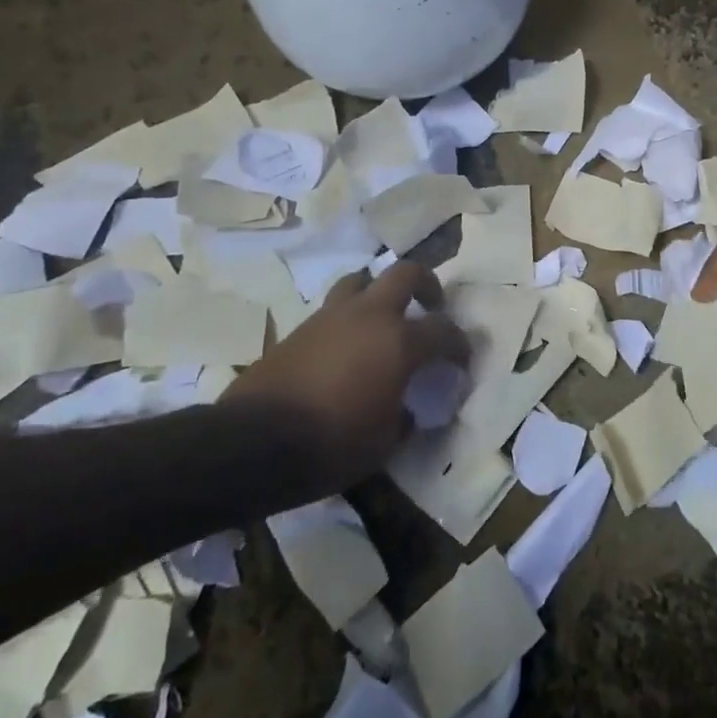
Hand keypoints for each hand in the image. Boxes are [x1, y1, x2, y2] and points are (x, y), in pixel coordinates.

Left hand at [225, 261, 467, 489]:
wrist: (255, 442)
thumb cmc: (333, 444)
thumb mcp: (384, 443)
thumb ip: (404, 418)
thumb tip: (407, 410)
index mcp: (399, 342)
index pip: (443, 330)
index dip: (459, 344)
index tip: (461, 359)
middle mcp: (369, 316)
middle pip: (405, 274)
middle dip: (425, 284)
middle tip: (431, 304)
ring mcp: (331, 317)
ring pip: (360, 281)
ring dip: (378, 292)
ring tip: (382, 317)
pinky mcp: (299, 328)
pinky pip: (332, 309)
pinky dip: (347, 318)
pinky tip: (346, 345)